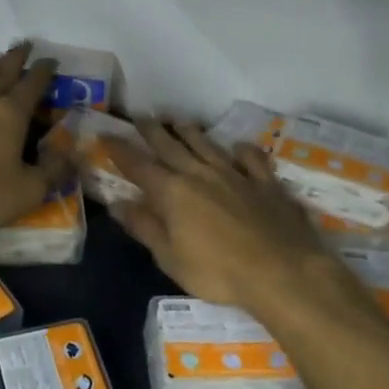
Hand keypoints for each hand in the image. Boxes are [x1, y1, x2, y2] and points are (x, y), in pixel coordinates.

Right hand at [104, 122, 365, 322]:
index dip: (120, 150)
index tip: (106, 135)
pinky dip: (242, 151)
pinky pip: (251, 159)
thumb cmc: (218, 272)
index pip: (139, 166)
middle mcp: (201, 174)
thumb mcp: (171, 258)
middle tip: (140, 116)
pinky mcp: (266, 183)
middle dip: (153, 131)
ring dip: (190, 132)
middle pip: (171, 146)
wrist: (283, 271)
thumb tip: (117, 203)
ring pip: (207, 145)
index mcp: (173, 193)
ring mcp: (236, 175)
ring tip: (178, 121)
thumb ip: (145, 227)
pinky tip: (238, 147)